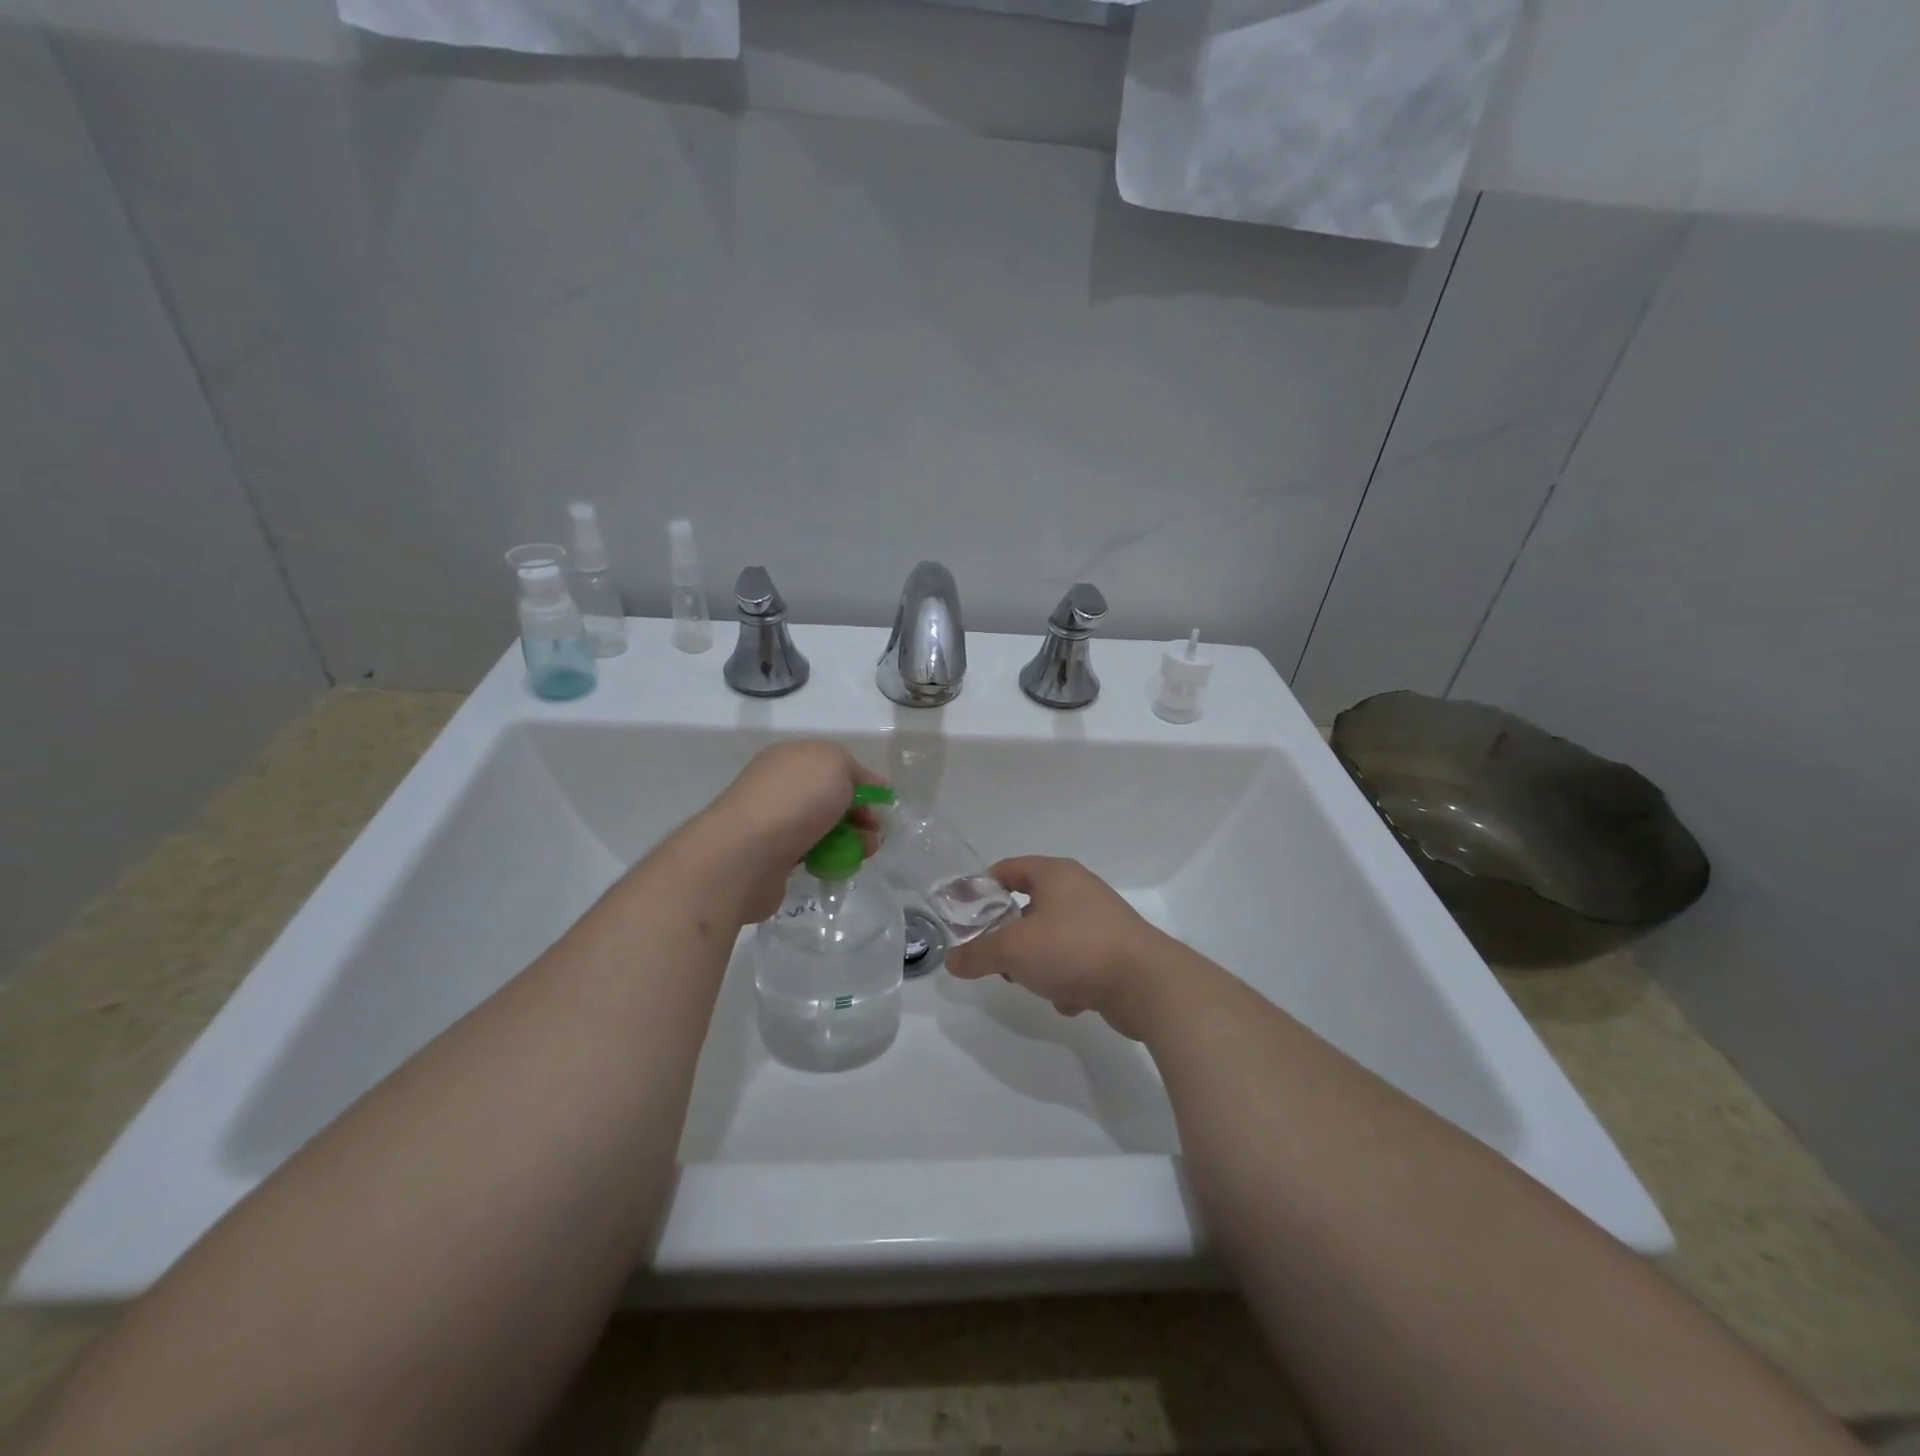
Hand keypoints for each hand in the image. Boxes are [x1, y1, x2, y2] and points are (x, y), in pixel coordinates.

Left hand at [689, 741, 884, 922]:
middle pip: (829, 798)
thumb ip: (854, 770)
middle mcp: (778, 786)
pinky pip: (808, 854)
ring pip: (821, 828)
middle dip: (858, 814)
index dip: (861, 781)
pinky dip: (826, 859)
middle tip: (873, 832)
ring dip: (848, 839)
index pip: (833, 765)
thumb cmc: (795, 799)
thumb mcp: (836, 764)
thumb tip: (864, 785)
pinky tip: (835, 867)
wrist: (746, 854)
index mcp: (790, 757)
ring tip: (863, 854)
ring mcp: (772, 822)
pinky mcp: (770, 858)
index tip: (882, 802)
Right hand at [946, 857, 1167, 1038]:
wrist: (1145, 984)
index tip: (962, 913)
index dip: (980, 888)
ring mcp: (1100, 921)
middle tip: (995, 958)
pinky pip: (1076, 962)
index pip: (1007, 869)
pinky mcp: (1115, 952)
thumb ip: (978, 953)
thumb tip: (952, 961)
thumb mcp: (1013, 950)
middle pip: (1028, 906)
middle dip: (1008, 936)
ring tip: (1033, 984)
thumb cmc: (1073, 949)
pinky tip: (1070, 1001)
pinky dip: (1067, 981)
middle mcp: (1079, 890)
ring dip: (1038, 963)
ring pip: (1052, 938)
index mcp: (1055, 874)